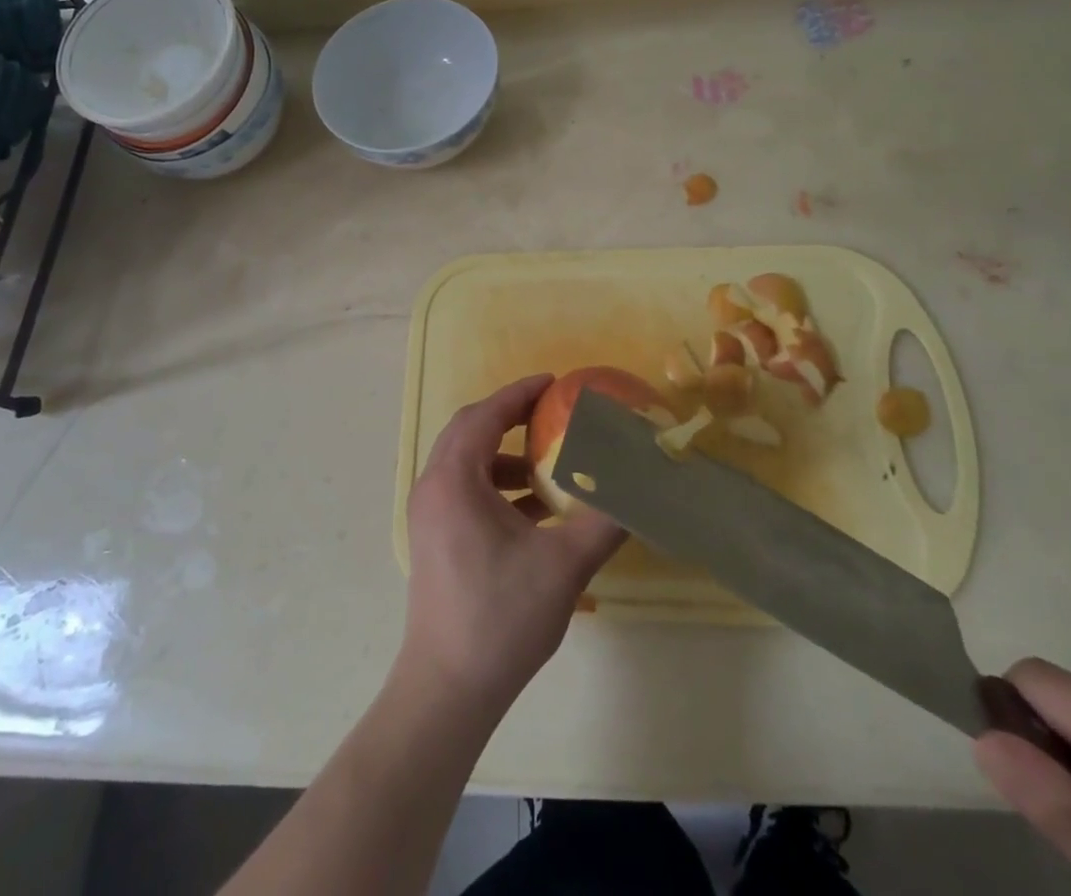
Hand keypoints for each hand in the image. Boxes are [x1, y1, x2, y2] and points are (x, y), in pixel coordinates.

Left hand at [400, 374, 626, 714]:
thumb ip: (605, 520)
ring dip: (505, 455)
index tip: (553, 382)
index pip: (486, 415)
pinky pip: (464, 491)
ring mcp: (429, 515)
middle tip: (551, 413)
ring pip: (466, 462)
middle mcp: (433, 487)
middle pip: (470, 431)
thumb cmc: (502, 617)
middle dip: (510, 417)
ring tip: (547, 468)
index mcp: (455, 479)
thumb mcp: (564, 565)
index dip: (519, 394)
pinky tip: (534, 512)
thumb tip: (641, 490)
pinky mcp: (433, 539)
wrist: (449, 688)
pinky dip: (496, 485)